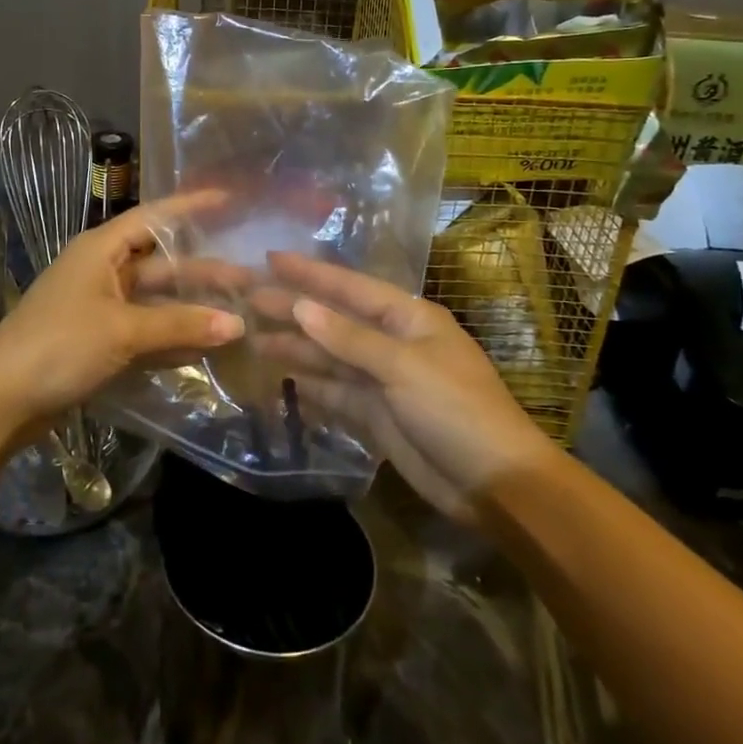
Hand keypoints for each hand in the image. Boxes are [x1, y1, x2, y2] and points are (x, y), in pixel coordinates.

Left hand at [0, 192, 246, 434]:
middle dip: (202, 270)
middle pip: (161, 263)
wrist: (1, 400)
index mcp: (100, 250)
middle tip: (249, 277)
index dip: (191, 208)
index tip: (230, 201)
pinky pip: (144, 329)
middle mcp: (101, 271)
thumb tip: (238, 324)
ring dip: (190, 306)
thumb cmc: (60, 345)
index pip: (154, 218)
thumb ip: (181, 325)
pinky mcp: (98, 340)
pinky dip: (171, 335)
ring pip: (155, 300)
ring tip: (237, 310)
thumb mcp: (123, 330)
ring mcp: (99, 307)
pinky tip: (204, 344)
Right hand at [255, 252, 558, 520]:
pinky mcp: (376, 414)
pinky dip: (309, 385)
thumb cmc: (456, 410)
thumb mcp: (404, 367)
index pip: (350, 287)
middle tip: (247, 298)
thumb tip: (301, 306)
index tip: (270, 259)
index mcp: (409, 318)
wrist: (495, 484)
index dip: (310, 273)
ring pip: (330, 357)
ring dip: (295, 347)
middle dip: (294, 309)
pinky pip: (335, 392)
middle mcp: (393, 342)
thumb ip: (349, 338)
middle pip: (334, 320)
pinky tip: (280, 378)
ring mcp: (383, 380)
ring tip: (252, 338)